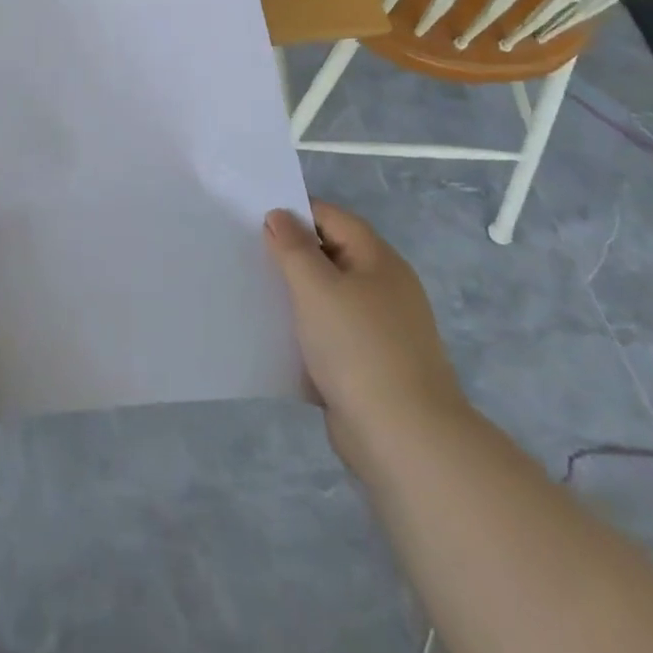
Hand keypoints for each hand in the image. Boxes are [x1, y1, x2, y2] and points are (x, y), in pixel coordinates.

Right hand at [264, 199, 470, 476]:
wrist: (404, 438)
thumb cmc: (358, 347)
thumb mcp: (316, 287)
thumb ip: (293, 247)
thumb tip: (279, 215)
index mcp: (378, 260)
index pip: (332, 218)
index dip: (295, 214)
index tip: (254, 221)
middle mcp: (385, 288)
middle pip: (331, 256)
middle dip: (292, 255)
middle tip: (248, 255)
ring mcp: (381, 330)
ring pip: (329, 298)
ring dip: (297, 296)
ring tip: (256, 294)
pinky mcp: (372, 366)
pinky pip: (332, 335)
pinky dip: (307, 333)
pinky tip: (278, 339)